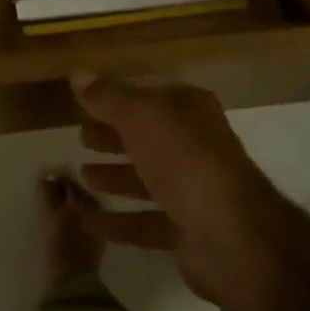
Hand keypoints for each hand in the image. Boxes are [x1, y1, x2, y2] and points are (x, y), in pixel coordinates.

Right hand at [68, 72, 284, 310]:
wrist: (232, 236)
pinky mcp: (188, 231)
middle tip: (80, 137)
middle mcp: (195, 146)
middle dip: (113, 136)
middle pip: (147, 137)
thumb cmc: (185, 160)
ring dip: (114, 176)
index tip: (83, 103)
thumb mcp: (140, 117)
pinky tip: (88, 220)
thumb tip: (77, 73)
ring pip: (146, 179)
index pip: (148, 97)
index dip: (116, 98)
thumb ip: (107, 97)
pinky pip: (145, 221)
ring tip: (81, 175)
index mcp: (190, 111)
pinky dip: (118, 221)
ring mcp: (194, 191)